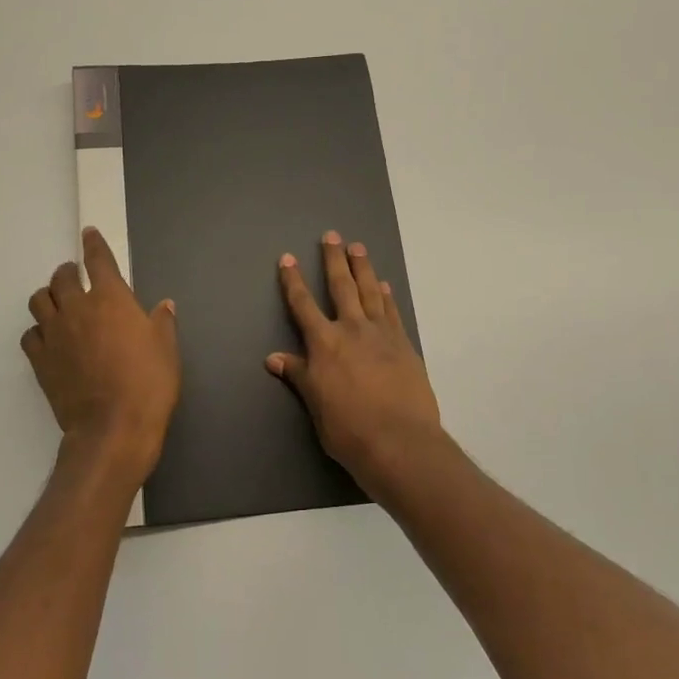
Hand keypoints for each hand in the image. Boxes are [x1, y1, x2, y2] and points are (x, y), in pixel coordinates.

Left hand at [22, 228, 180, 482]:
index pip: (98, 260)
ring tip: (58, 303)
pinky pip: (30, 334)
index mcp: (111, 298)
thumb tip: (164, 305)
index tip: (89, 234)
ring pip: (39, 301)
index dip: (94, 245)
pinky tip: (48, 338)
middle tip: (75, 277)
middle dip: (68, 272)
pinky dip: (38, 330)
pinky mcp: (40, 359)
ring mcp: (54, 333)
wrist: (113, 427)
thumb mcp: (166, 349)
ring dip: (49, 296)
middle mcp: (78, 308)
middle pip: (62, 277)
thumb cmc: (148, 384)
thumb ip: (162, 322)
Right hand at [268, 232, 441, 497]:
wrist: (399, 442)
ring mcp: (382, 335)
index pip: (303, 305)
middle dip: (334, 260)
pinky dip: (386, 296)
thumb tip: (273, 357)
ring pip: (370, 292)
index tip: (288, 258)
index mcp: (324, 344)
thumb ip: (297, 374)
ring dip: (363, 268)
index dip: (293, 281)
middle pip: (341, 287)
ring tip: (358, 247)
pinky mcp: (404, 345)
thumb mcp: (315, 403)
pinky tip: (384, 285)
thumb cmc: (348, 428)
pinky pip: (392, 312)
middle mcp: (352, 330)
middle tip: (332, 235)